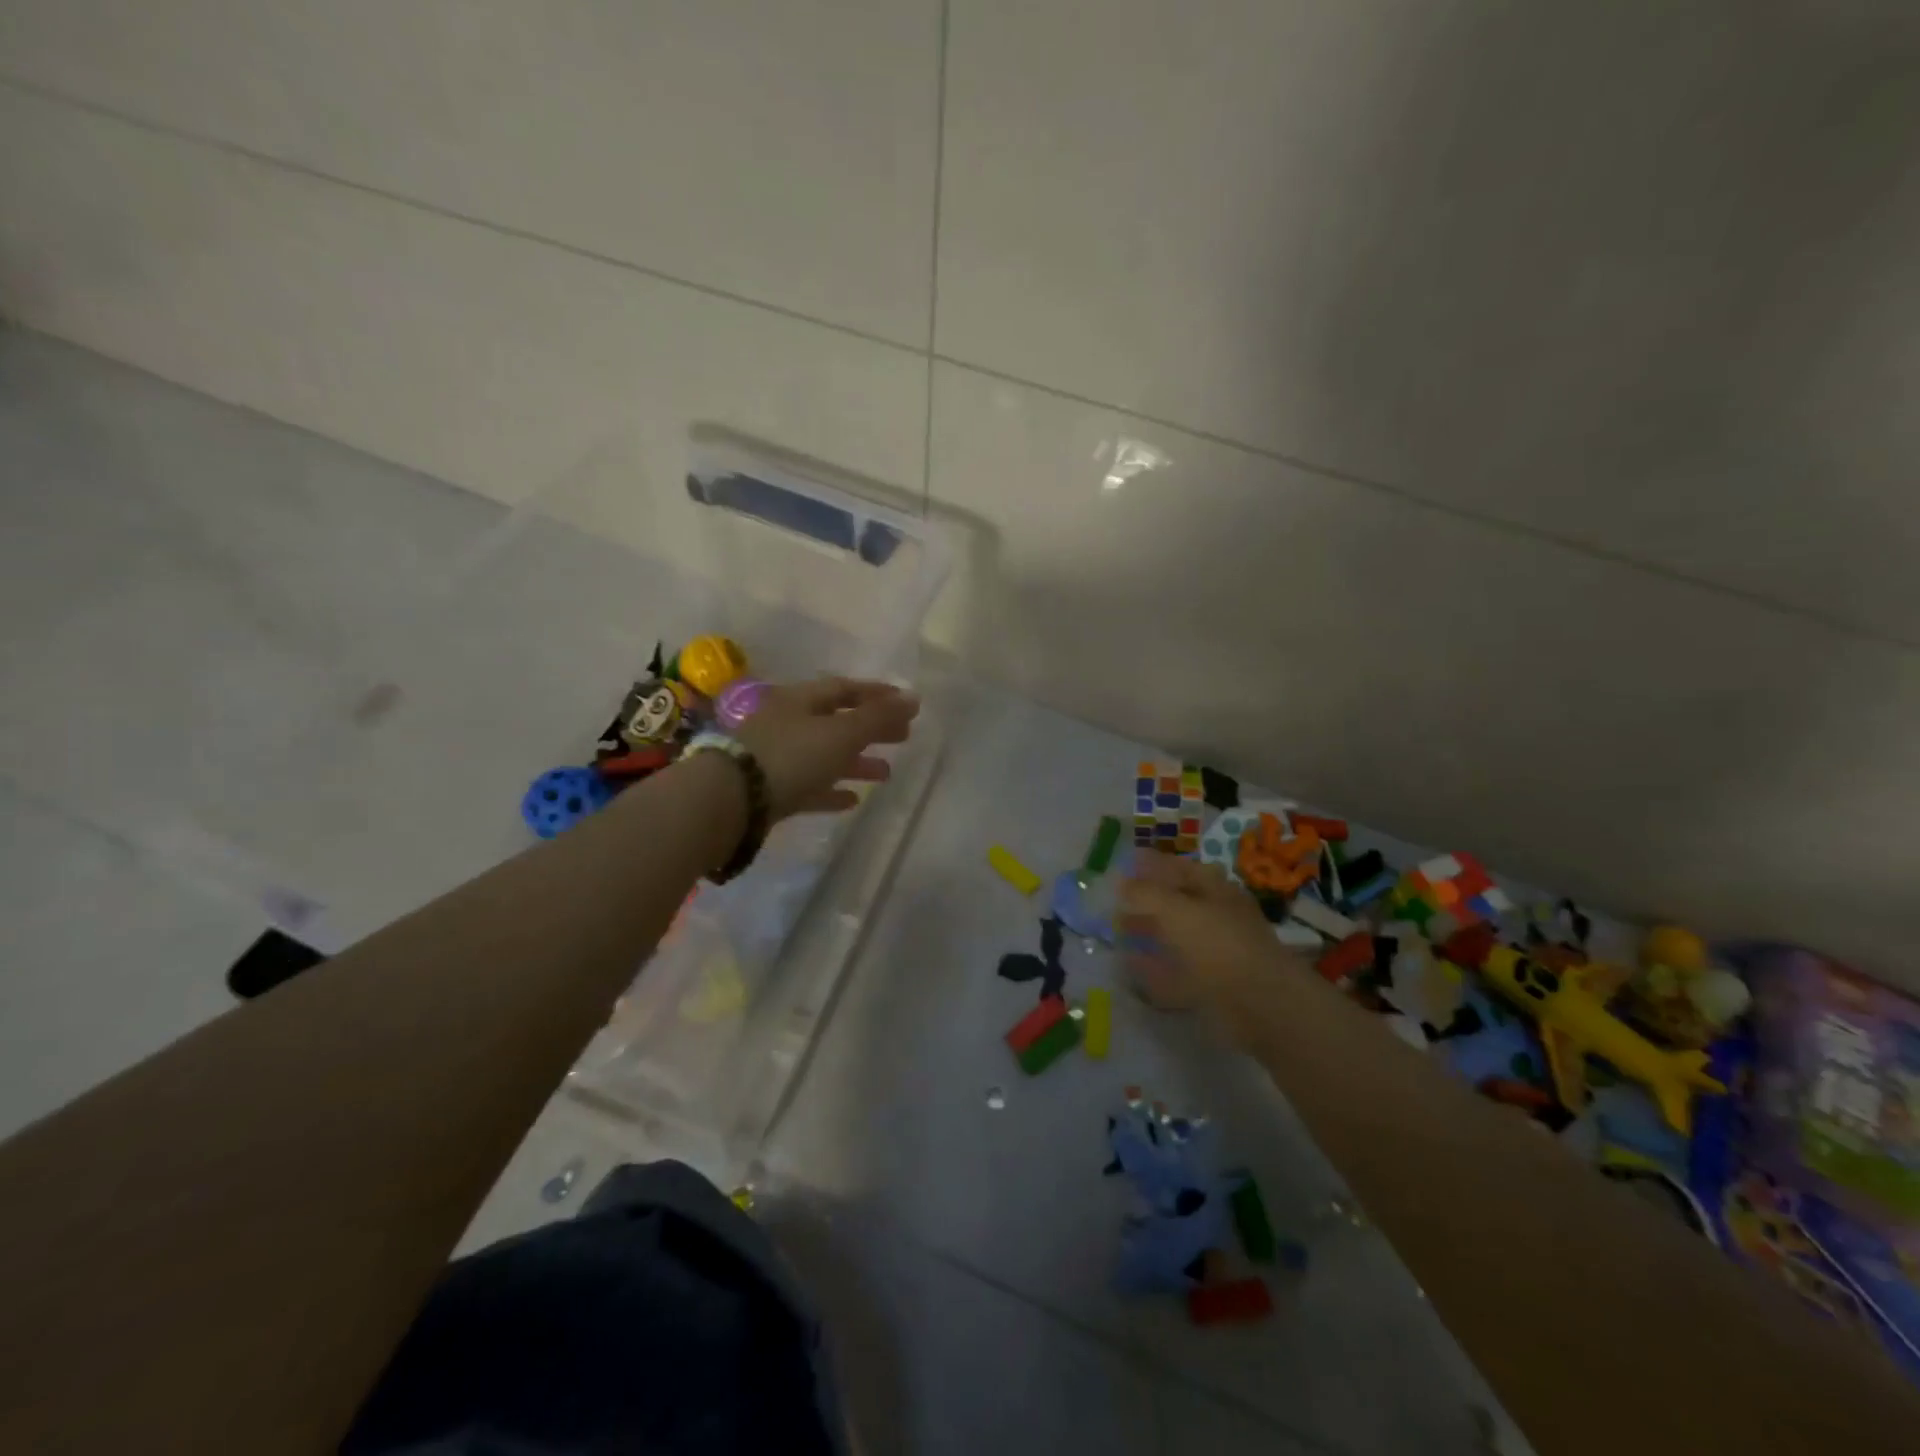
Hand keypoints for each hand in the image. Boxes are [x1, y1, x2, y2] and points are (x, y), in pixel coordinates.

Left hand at [733, 677, 918, 820]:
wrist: (731, 800)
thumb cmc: (791, 756)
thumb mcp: (841, 733)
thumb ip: (878, 717)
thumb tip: (914, 697)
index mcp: (801, 700)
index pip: (845, 689)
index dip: (877, 694)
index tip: (906, 703)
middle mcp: (787, 723)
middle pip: (836, 721)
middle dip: (870, 728)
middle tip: (903, 737)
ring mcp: (776, 757)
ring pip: (824, 755)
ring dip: (856, 762)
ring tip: (886, 773)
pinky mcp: (770, 790)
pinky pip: (808, 786)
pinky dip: (831, 789)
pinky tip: (852, 799)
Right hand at [1118, 851, 1306, 1035]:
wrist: (1260, 1004)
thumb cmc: (1218, 944)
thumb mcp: (1175, 909)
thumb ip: (1145, 893)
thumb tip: (1120, 880)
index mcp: (1215, 890)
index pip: (1181, 867)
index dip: (1154, 864)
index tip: (1126, 864)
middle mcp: (1218, 916)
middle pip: (1178, 902)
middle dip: (1148, 901)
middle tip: (1116, 902)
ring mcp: (1217, 952)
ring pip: (1177, 937)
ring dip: (1150, 934)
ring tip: (1119, 933)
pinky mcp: (1213, 985)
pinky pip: (1177, 971)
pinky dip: (1155, 968)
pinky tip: (1132, 968)